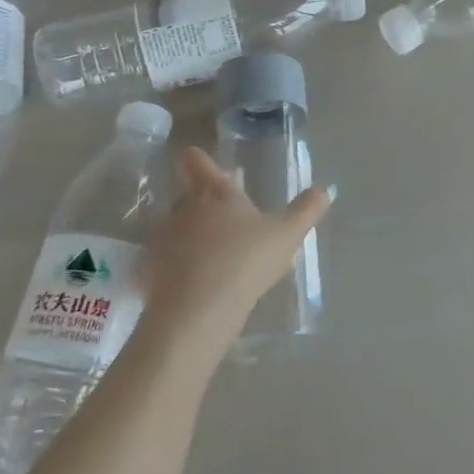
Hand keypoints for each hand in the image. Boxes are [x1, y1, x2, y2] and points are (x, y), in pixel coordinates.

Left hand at [137, 147, 330, 347]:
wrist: (196, 312)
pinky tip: (198, 284)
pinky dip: (178, 268)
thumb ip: (306, 210)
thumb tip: (325, 190)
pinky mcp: (149, 273)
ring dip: (191, 237)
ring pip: (176, 229)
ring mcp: (162, 241)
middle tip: (228, 220)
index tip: (202, 164)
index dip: (199, 160)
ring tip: (216, 257)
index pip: (197, 162)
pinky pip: (165, 263)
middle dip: (205, 204)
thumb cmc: (245, 261)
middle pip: (188, 196)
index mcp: (216, 193)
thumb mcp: (287, 235)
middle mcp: (184, 209)